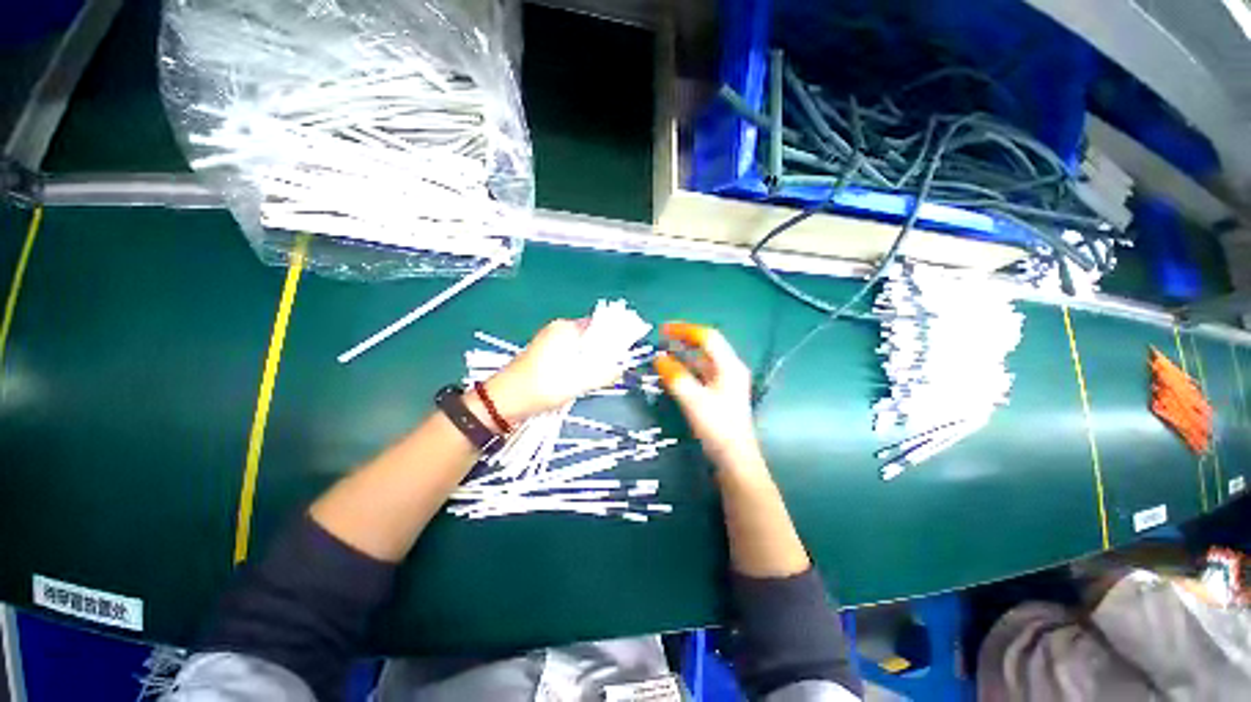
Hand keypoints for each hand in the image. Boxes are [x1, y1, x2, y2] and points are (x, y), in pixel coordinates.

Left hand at [480, 319, 624, 423]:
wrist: (502, 402)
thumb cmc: (541, 387)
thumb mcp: (577, 382)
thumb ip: (603, 374)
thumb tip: (620, 369)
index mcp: (565, 328)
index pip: (599, 325)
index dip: (614, 338)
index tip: (622, 355)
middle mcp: (557, 330)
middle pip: (590, 336)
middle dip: (602, 352)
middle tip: (608, 371)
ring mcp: (549, 342)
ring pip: (580, 348)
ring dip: (590, 361)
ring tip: (593, 378)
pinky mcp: (544, 355)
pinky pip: (570, 355)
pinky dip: (578, 365)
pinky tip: (578, 380)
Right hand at [654, 322, 765, 472]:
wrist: (735, 460)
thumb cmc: (718, 428)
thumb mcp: (694, 400)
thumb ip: (676, 377)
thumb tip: (659, 358)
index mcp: (729, 366)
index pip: (708, 337)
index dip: (685, 330)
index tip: (663, 329)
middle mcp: (729, 370)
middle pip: (706, 346)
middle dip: (684, 339)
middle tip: (661, 338)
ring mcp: (725, 383)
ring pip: (703, 361)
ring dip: (684, 354)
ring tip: (663, 352)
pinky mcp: (719, 395)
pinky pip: (700, 374)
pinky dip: (686, 369)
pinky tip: (673, 373)